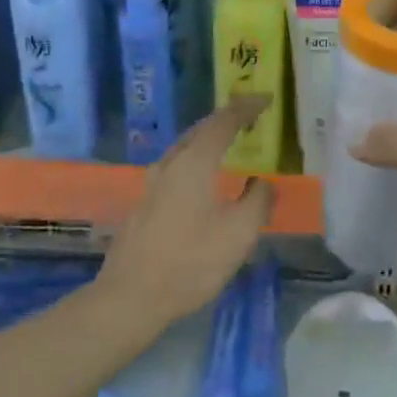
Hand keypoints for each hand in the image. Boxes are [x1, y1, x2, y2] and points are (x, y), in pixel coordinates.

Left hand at [97, 96, 275, 330]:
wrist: (130, 298)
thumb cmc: (190, 262)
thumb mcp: (238, 234)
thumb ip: (257, 201)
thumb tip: (263, 182)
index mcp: (195, 162)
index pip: (224, 121)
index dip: (246, 107)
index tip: (266, 99)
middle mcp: (170, 164)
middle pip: (200, 130)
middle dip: (226, 119)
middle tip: (249, 117)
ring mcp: (152, 184)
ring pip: (185, 149)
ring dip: (208, 140)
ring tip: (229, 144)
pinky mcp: (144, 204)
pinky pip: (177, 168)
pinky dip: (197, 161)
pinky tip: (203, 181)